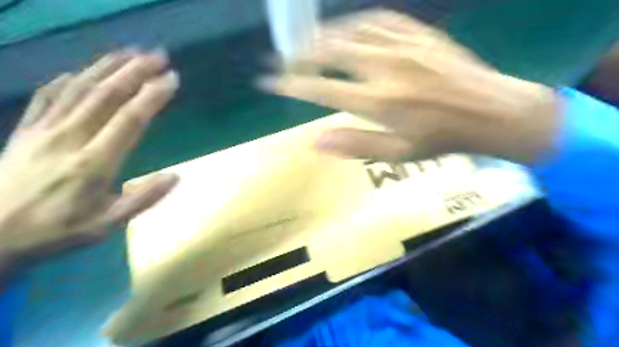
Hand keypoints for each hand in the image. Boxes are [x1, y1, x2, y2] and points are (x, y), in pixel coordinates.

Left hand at [0, 51, 178, 272]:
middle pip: (106, 95)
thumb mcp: (106, 225)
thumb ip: (142, 199)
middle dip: (135, 71)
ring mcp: (44, 130)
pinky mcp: (26, 130)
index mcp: (94, 163)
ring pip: (79, 88)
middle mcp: (69, 137)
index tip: (171, 80)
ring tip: (130, 53)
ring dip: (107, 67)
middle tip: (158, 55)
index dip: (152, 96)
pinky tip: (81, 71)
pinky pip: (48, 96)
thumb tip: (176, 176)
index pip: (129, 119)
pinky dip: (68, 79)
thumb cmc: (53, 231)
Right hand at [260, 10, 561, 162]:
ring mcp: (402, 46)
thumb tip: (314, 140)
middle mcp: (384, 68)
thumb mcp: (397, 153)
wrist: (489, 111)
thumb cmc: (441, 139)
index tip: (269, 81)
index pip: (321, 89)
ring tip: (308, 43)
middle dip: (300, 55)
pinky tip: (347, 28)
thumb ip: (354, 144)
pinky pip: (378, 19)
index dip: (291, 84)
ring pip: (350, 31)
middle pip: (330, 52)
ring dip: (323, 37)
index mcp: (377, 102)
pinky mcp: (418, 34)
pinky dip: (355, 22)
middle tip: (284, 58)